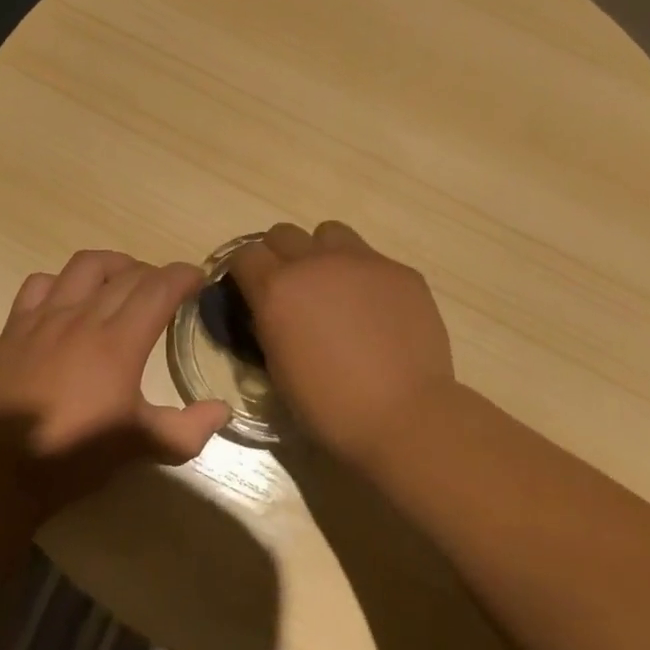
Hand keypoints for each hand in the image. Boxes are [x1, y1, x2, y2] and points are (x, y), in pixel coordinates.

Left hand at [0, 250, 231, 517]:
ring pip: (86, 265)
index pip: (160, 287)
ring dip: (113, 265)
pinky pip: (40, 283)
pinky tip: (69, 298)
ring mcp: (47, 317)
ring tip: (123, 280)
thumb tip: (221, 409)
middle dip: (156, 274)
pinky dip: (61, 281)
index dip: (184, 275)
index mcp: (121, 341)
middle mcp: (86, 317)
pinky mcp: (16, 326)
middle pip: (129, 274)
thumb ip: (188, 428)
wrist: (2, 470)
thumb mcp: (142, 446)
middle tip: (166, 292)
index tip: (197, 279)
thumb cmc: (77, 455)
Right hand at [228, 221, 455, 466]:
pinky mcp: (400, 271)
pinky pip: (372, 259)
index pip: (245, 254)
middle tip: (292, 290)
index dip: (244, 272)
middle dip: (280, 256)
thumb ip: (269, 327)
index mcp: (277, 289)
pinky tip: (377, 311)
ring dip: (323, 254)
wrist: (404, 415)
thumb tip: (270, 314)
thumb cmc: (330, 407)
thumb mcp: (279, 370)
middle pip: (283, 233)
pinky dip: (365, 277)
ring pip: (330, 233)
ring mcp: (362, 261)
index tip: (250, 291)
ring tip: (335, 288)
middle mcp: (315, 262)